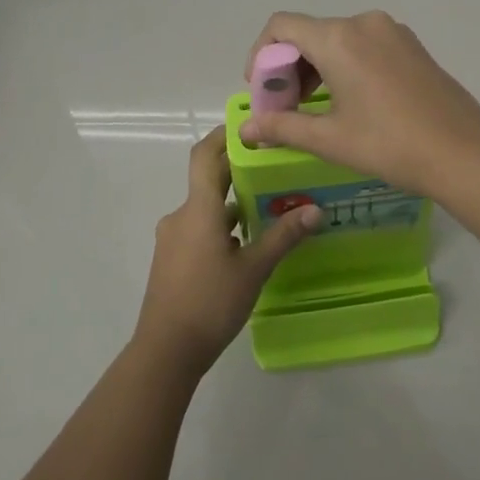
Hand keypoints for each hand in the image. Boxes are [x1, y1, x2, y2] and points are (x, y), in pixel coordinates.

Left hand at [133, 127, 320, 376]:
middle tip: (274, 164)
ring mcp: (173, 239)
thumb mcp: (253, 269)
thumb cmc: (210, 303)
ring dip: (233, 202)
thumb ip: (283, 236)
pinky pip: (199, 228)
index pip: (204, 155)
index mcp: (198, 209)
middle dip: (238, 170)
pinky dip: (222, 225)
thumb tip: (315, 210)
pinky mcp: (172, 259)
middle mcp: (181, 216)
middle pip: (208, 179)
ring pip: (206, 207)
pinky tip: (247, 242)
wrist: (164, 352)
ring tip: (269, 204)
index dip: (223, 135)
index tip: (250, 126)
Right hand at [237, 11, 479, 197]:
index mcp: (338, 38)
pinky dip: (345, 63)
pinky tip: (350, 100)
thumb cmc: (389, 144)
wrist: (463, 152)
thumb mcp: (330, 139)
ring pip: (338, 38)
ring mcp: (392, 31)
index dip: (261, 54)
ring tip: (315, 107)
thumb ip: (282, 127)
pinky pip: (364, 43)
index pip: (281, 26)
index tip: (262, 90)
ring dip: (317, 66)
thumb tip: (246, 130)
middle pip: (309, 32)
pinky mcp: (411, 44)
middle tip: (286, 107)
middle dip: (289, 66)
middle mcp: (363, 22)